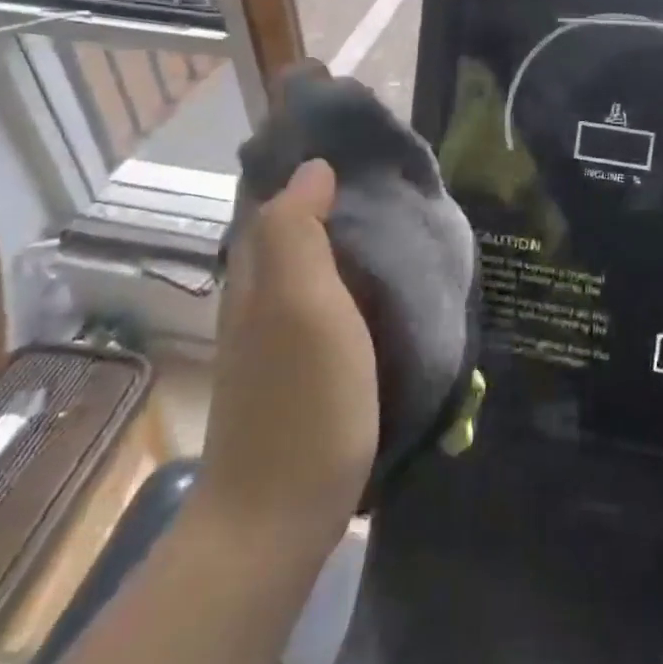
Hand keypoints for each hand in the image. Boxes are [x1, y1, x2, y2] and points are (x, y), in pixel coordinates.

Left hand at [195, 160, 377, 539]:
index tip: (367, 144)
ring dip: (350, 237)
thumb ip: (298, 232)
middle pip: (296, 227)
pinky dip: (355, 277)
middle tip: (397, 180)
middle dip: (337, 196)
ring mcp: (279, 335)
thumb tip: (313, 167)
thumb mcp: (301, 305)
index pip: (279, 197)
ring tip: (402, 221)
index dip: (315, 166)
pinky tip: (388, 284)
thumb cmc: (302, 402)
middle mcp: (261, 296)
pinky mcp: (301, 366)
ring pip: (314, 264)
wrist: (277, 519)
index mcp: (260, 273)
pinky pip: (328, 300)